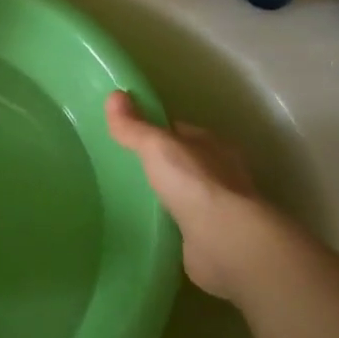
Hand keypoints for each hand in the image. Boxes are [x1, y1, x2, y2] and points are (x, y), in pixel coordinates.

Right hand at [105, 91, 305, 303]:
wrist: (224, 242)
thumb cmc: (194, 183)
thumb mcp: (157, 147)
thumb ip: (135, 126)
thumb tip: (113, 95)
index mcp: (212, 145)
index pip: (180, 132)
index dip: (155, 131)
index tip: (127, 136)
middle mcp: (220, 174)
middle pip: (183, 163)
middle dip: (159, 166)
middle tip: (122, 169)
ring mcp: (218, 209)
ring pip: (184, 196)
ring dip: (165, 198)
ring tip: (128, 200)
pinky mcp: (211, 239)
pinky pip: (182, 227)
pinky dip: (168, 226)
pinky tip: (146, 229)